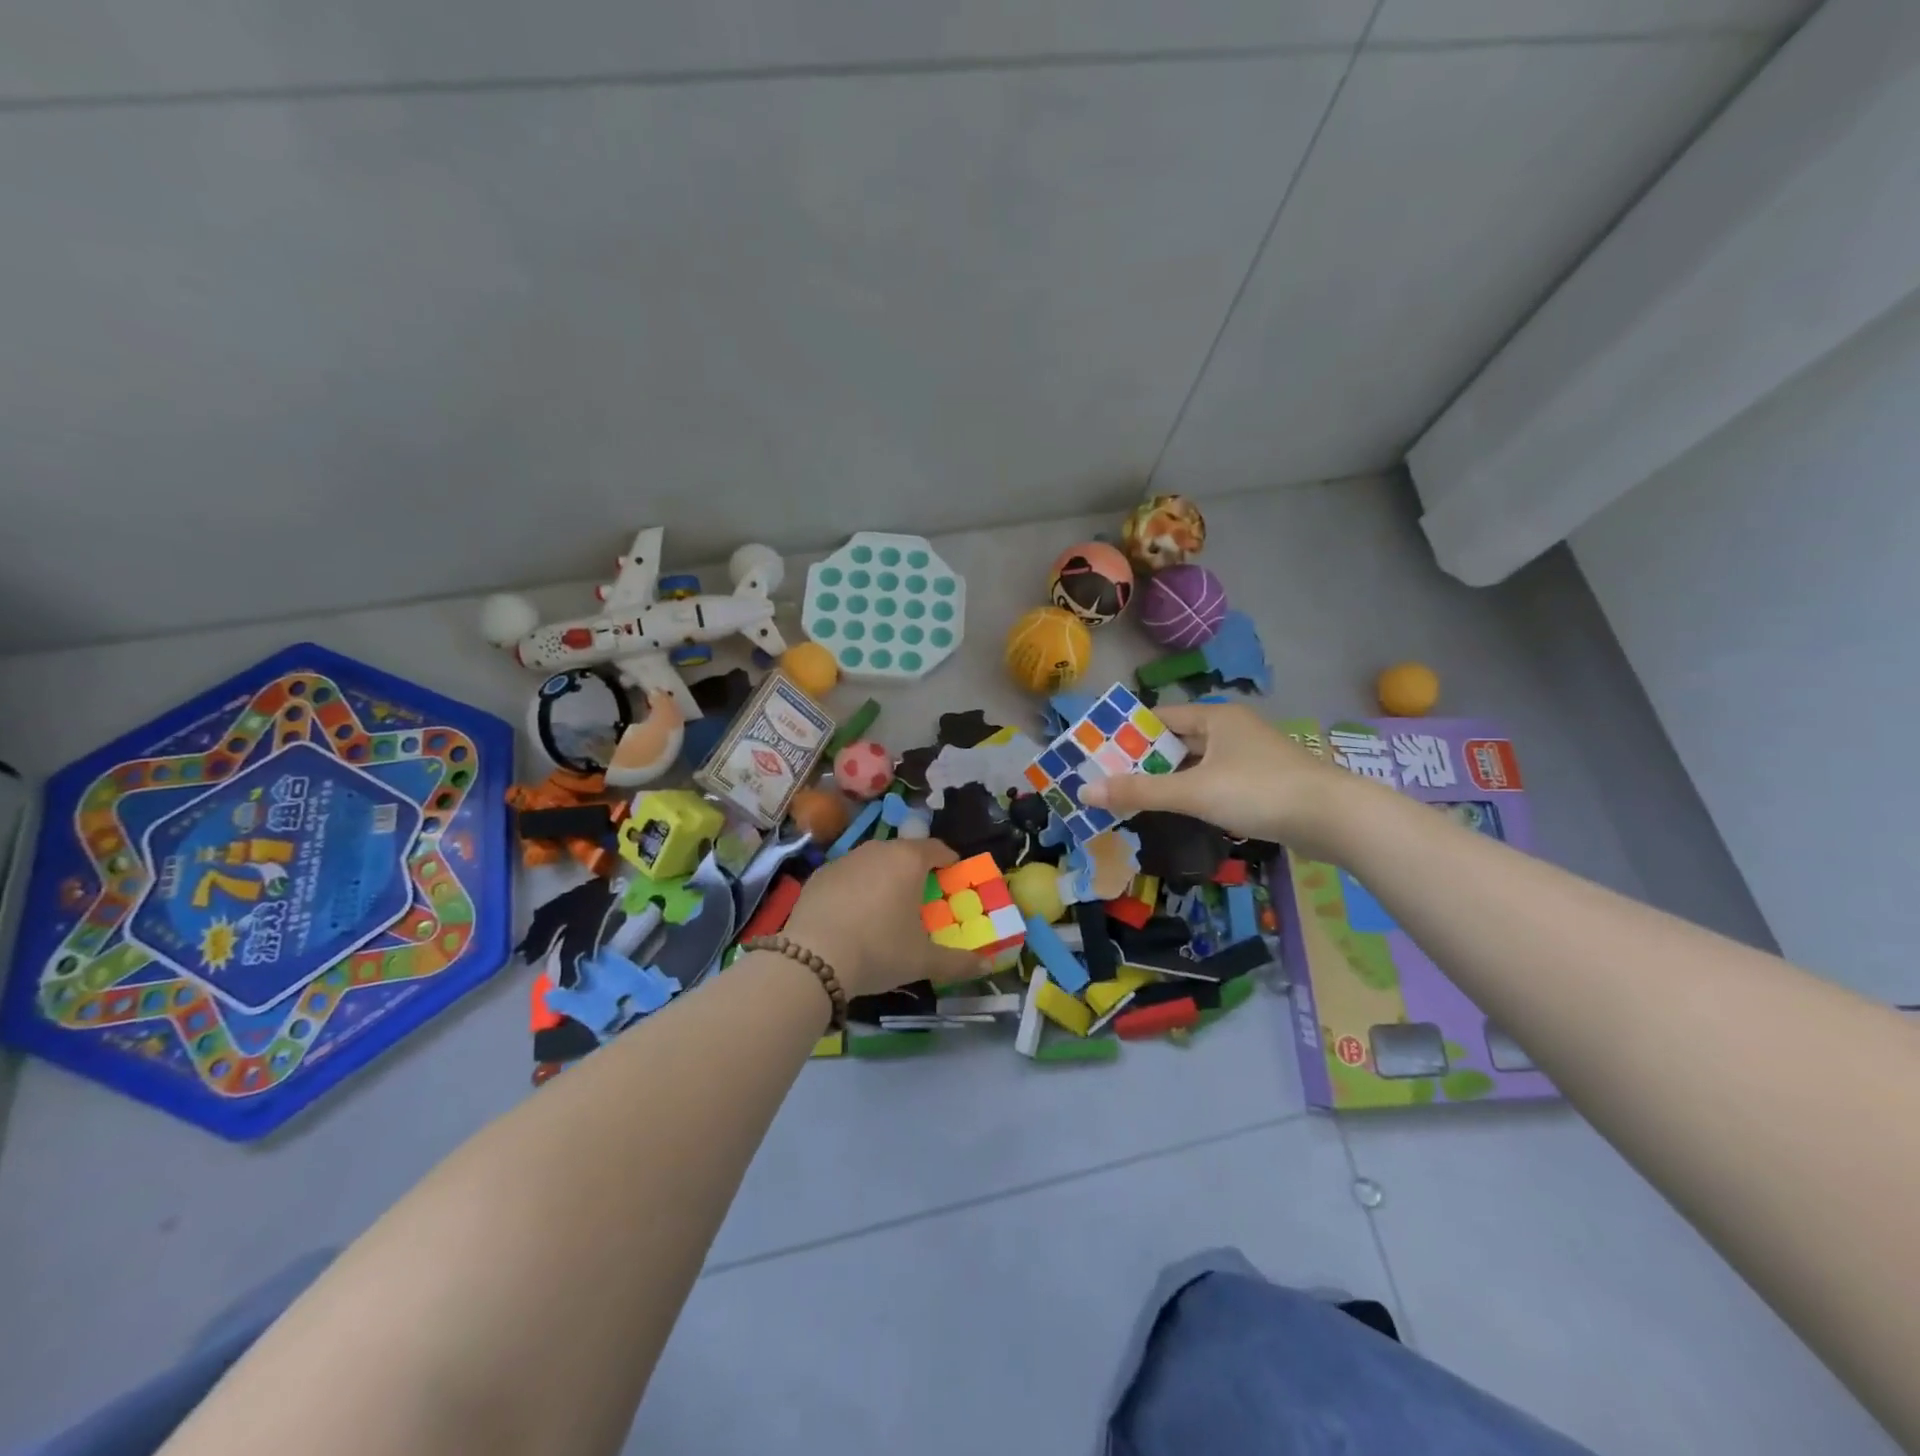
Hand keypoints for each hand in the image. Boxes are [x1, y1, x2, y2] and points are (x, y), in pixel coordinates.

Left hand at [782, 839, 979, 997]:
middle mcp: (878, 850)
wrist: (812, 958)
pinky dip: (855, 888)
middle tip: (921, 898)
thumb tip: (986, 964)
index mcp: (909, 861)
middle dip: (915, 870)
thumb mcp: (923, 961)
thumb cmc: (879, 951)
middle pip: (904, 852)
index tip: (953, 878)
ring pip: (873, 861)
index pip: (937, 848)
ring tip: (885, 907)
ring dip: (883, 877)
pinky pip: (847, 875)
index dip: (949, 861)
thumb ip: (958, 961)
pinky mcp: (819, 874)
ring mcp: (845, 859)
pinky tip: (852, 915)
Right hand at [1078, 702, 1363, 857]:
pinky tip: (1178, 810)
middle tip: (1110, 779)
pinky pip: (1215, 780)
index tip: (1100, 752)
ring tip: (1134, 796)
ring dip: (1169, 779)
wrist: (1334, 818)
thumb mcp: (1194, 792)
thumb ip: (1140, 792)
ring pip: (1197, 763)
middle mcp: (1232, 729)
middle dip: (1145, 759)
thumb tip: (1085, 791)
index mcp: (1215, 717)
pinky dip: (1194, 792)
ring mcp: (1249, 756)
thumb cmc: (1259, 791)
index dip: (1129, 733)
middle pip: (1177, 740)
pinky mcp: (1262, 781)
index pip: (1160, 717)